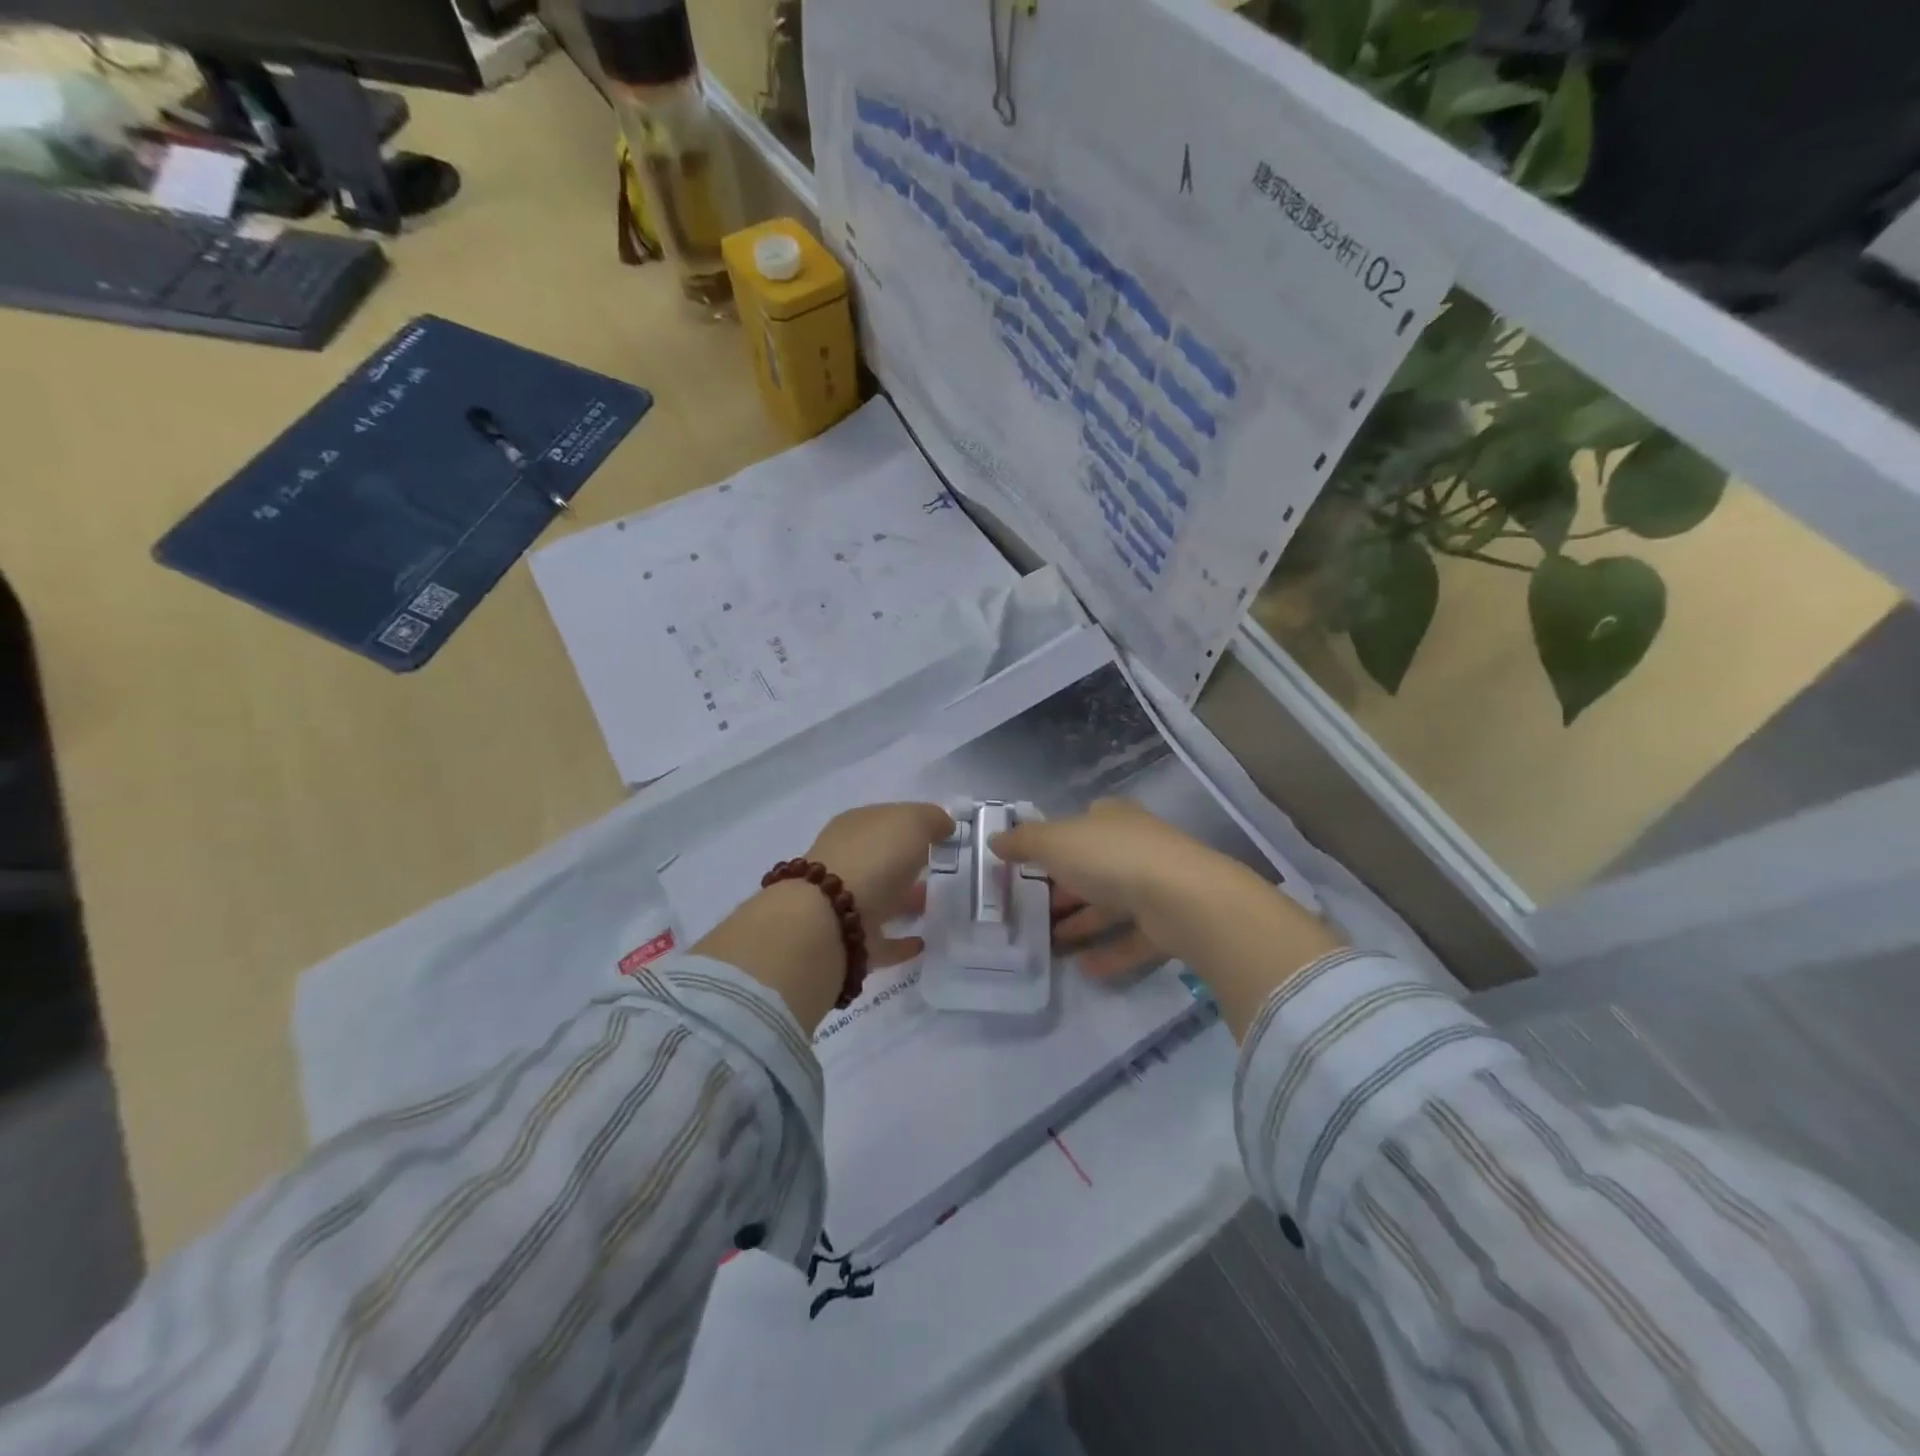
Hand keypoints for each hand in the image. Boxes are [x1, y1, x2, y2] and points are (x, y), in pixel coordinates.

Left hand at [693, 803, 952, 1031]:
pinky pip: (881, 939)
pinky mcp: (849, 943)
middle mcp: (845, 861)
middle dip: (908, 862)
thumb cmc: (873, 858)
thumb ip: (931, 819)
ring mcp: (844, 904)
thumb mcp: (911, 823)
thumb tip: (944, 825)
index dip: (914, 824)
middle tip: (942, 869)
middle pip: (882, 858)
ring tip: (937, 905)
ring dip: (906, 900)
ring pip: (881, 897)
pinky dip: (900, 942)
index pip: (887, 820)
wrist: (830, 921)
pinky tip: (923, 942)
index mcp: (854, 827)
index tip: (942, 835)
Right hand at [990, 799, 1236, 967]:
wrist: (1182, 899)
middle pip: (1092, 867)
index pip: (1079, 825)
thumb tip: (995, 840)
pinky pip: (1132, 939)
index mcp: (1110, 819)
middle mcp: (1134, 847)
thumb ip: (1023, 842)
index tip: (1027, 866)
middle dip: (1062, 889)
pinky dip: (1109, 953)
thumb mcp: (1055, 842)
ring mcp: (1155, 885)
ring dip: (1082, 923)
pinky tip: (1084, 968)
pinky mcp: (1168, 923)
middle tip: (1030, 911)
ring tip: (1049, 944)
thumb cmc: (1111, 858)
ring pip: (1111, 905)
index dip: (1053, 843)